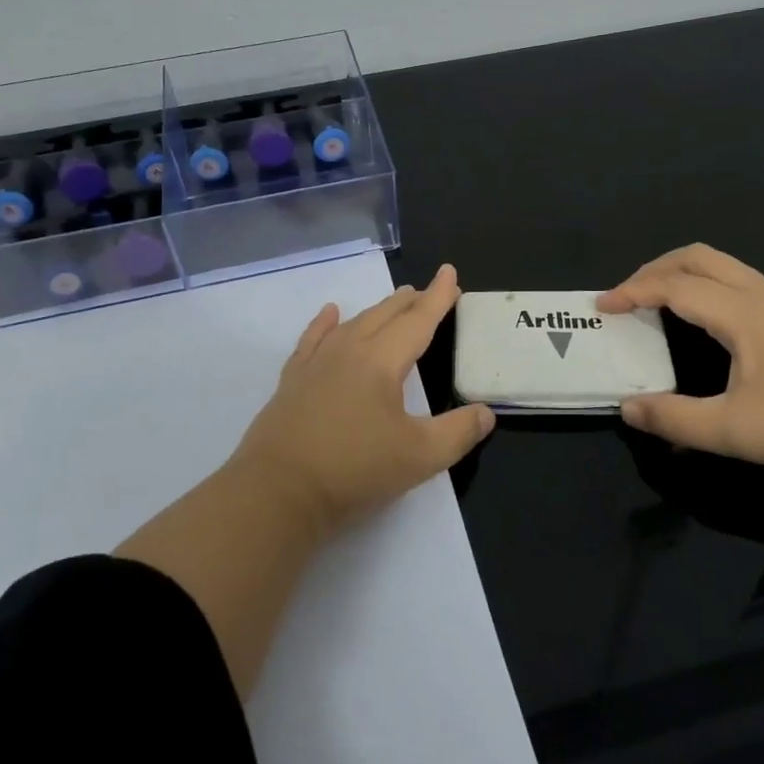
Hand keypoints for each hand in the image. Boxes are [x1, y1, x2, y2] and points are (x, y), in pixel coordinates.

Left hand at [229, 264, 494, 534]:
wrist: (278, 491)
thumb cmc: (354, 470)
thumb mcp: (420, 457)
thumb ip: (458, 432)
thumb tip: (486, 413)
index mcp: (381, 362)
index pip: (418, 321)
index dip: (438, 297)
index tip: (449, 273)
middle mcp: (349, 351)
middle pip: (384, 315)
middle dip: (410, 301)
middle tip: (428, 292)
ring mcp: (316, 363)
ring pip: (353, 323)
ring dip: (377, 310)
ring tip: (394, 302)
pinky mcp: (293, 380)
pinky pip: (313, 339)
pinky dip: (324, 323)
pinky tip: (329, 313)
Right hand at [596, 244, 763, 479]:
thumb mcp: (731, 431)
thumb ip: (673, 418)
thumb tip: (626, 407)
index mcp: (742, 314)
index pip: (675, 286)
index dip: (633, 291)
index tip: (602, 306)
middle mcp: (759, 295)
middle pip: (697, 257)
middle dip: (653, 269)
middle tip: (625, 296)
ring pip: (719, 263)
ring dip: (678, 272)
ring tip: (652, 298)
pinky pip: (733, 277)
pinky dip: (700, 281)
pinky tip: (695, 312)